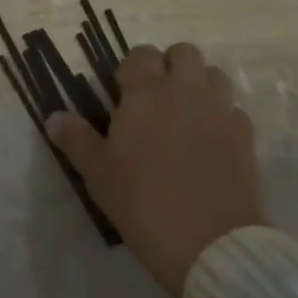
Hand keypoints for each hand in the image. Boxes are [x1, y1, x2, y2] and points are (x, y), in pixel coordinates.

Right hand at [49, 42, 264, 297]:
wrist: (211, 244)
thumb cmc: (144, 203)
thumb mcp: (99, 174)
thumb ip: (76, 140)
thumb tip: (53, 117)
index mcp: (146, 91)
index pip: (140, 55)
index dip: (132, 69)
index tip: (124, 94)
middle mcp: (185, 89)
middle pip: (183, 52)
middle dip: (170, 65)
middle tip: (158, 97)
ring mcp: (219, 109)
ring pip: (214, 74)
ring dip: (200, 84)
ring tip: (188, 113)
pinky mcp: (245, 135)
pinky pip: (234, 110)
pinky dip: (223, 116)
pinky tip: (212, 141)